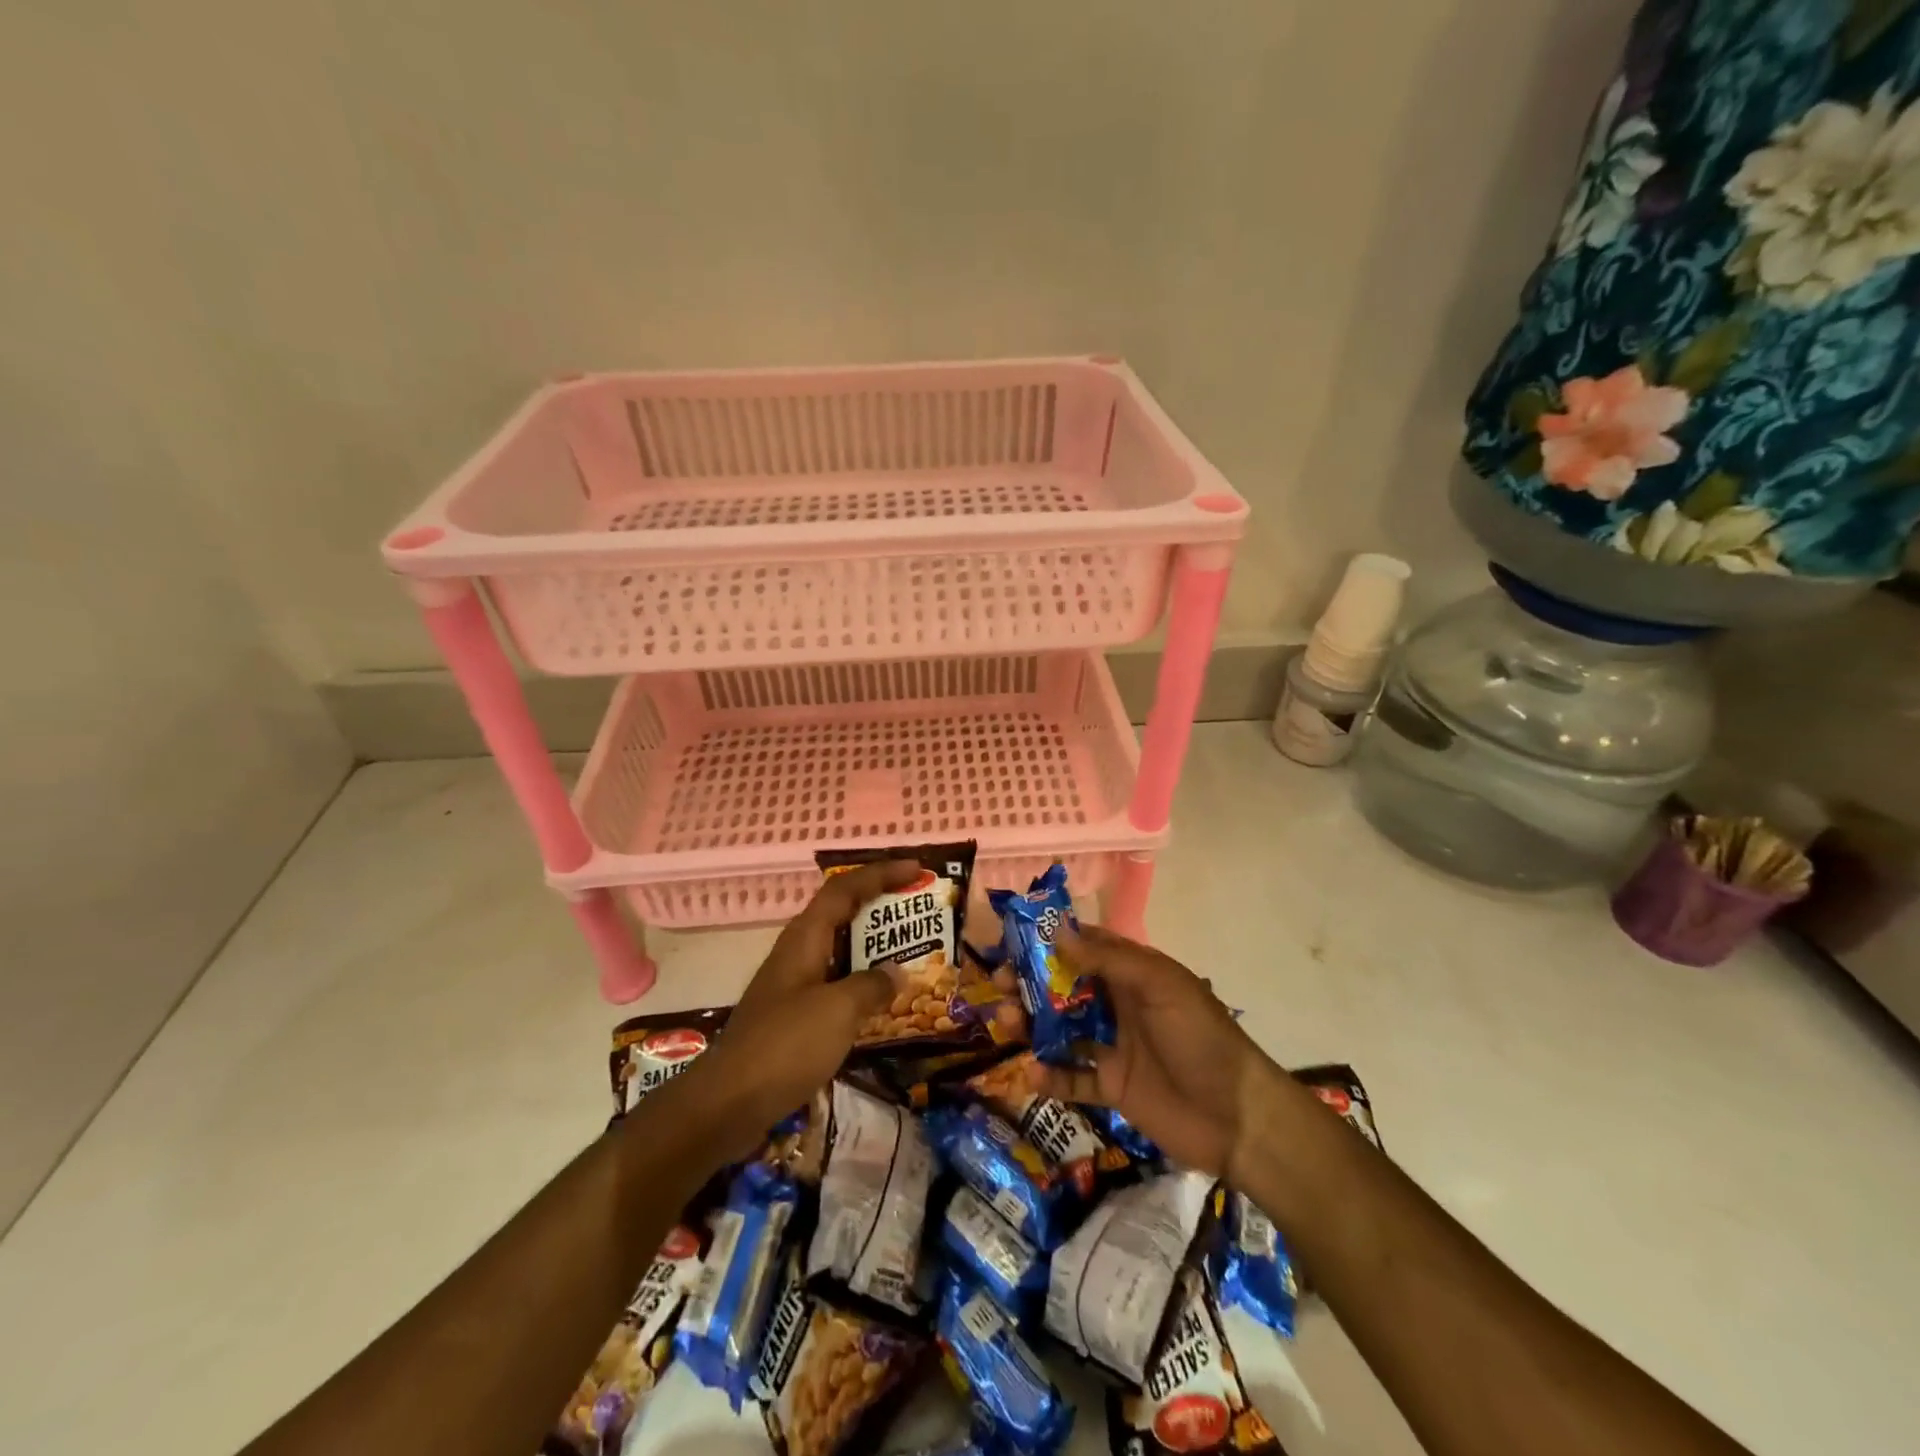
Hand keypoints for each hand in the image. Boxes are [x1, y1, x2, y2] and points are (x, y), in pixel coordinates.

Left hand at [675, 859, 917, 1159]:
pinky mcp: (791, 1017)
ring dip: (872, 947)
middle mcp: (797, 953)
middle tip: (917, 910)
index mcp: (804, 938)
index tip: (916, 869)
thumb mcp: (838, 1011)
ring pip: (838, 951)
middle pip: (840, 913)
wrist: (726, 1104)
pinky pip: (834, 985)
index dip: (880, 873)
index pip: (845, 888)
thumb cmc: (785, 1046)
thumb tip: (896, 973)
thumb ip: (872, 985)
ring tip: (910, 952)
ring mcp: (791, 986)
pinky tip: (881, 1003)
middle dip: (879, 905)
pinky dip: (860, 983)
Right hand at [1017, 924, 1290, 1183]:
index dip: (1049, 942)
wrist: (1238, 1118)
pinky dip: (1051, 1076)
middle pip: (1065, 988)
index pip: (1085, 948)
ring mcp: (1114, 1048)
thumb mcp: (1160, 986)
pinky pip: (1073, 1078)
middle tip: (999, 984)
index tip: (1012, 939)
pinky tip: (1031, 1074)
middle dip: (1031, 983)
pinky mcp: (1112, 1088)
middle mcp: (1119, 1005)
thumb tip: (1058, 932)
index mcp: (1133, 975)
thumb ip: (1109, 960)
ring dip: (1032, 1025)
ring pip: (1062, 1030)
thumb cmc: (1199, 1038)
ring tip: (1007, 1023)